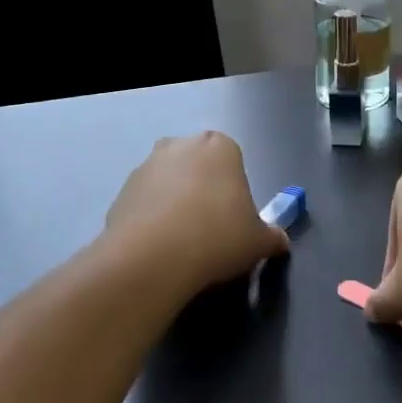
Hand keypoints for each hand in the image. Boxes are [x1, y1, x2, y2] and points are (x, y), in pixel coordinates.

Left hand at [104, 132, 288, 296]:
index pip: (233, 160)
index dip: (235, 190)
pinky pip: (145, 203)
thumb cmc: (218, 236)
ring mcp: (147, 165)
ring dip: (174, 204)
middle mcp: (181, 145)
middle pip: (198, 166)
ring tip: (182, 244)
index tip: (234, 220)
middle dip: (203, 190)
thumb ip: (272, 236)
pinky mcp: (121, 191)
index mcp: (220, 146)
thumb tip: (280, 241)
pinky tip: (158, 249)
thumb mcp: (258, 241)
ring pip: (169, 183)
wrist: (154, 257)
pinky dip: (151, 220)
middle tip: (210, 230)